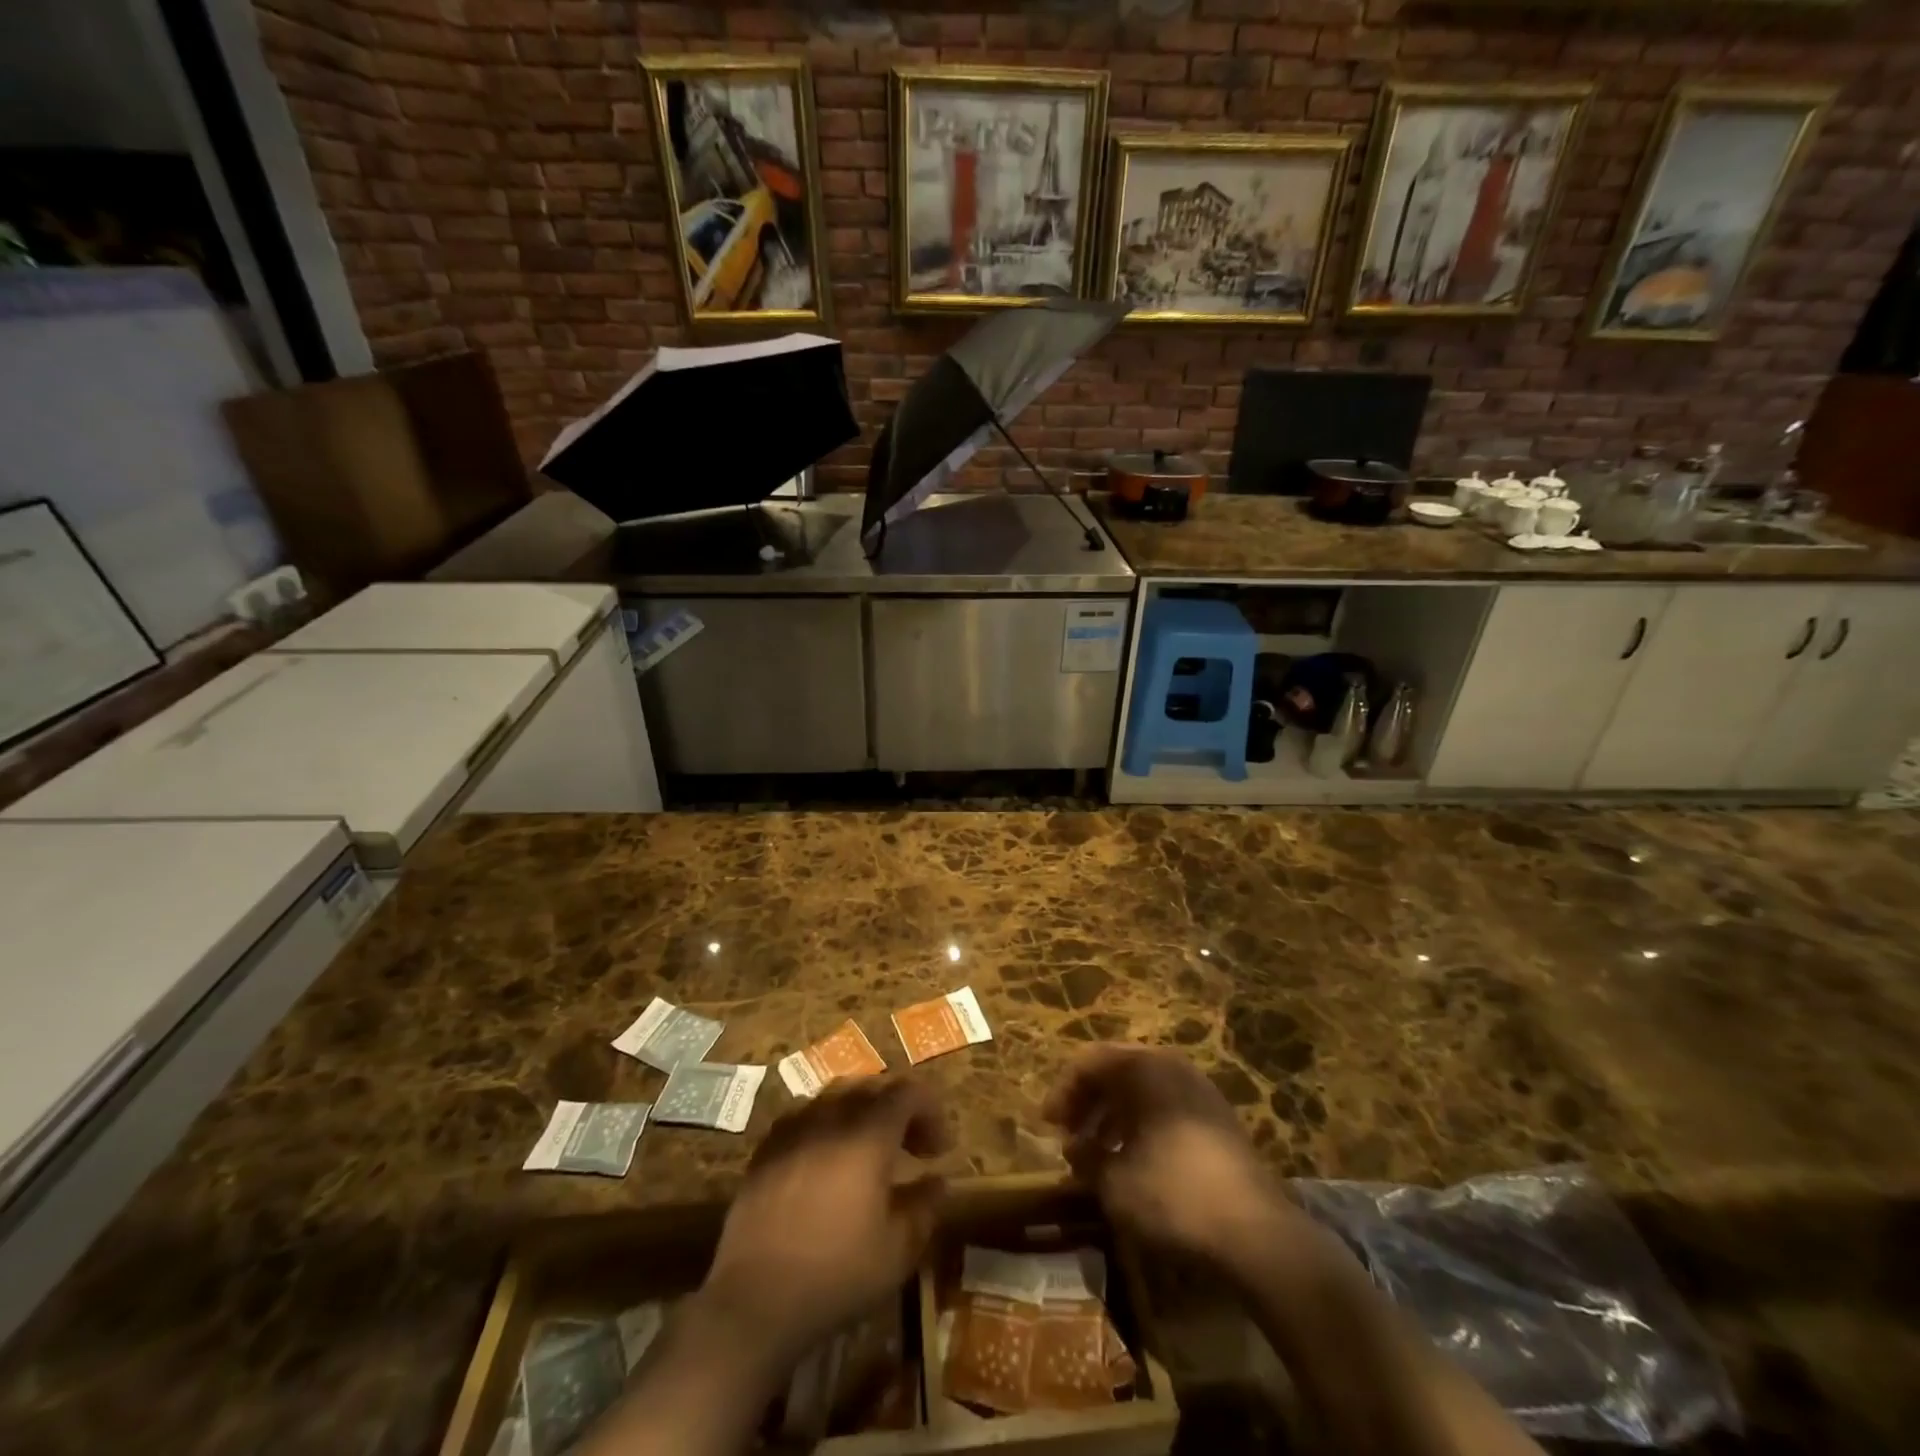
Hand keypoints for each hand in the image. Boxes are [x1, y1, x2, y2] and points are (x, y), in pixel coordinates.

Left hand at [702, 1076, 948, 1362]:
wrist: (754, 1301)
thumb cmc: (836, 1274)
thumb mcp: (897, 1250)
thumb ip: (924, 1208)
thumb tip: (937, 1181)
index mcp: (868, 1134)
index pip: (908, 1092)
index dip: (931, 1111)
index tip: (940, 1148)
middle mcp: (830, 1117)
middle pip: (871, 1086)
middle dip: (898, 1108)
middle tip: (911, 1146)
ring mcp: (793, 1129)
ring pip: (835, 1096)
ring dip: (861, 1112)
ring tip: (870, 1148)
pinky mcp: (766, 1149)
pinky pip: (804, 1116)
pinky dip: (826, 1125)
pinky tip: (827, 1159)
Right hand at [1044, 1046, 1310, 1278]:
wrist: (1256, 1233)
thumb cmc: (1174, 1195)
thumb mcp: (1115, 1183)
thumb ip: (1087, 1159)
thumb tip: (1075, 1149)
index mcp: (1144, 1067)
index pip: (1090, 1062)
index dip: (1063, 1092)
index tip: (1047, 1125)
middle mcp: (1172, 1066)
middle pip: (1117, 1070)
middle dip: (1088, 1102)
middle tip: (1068, 1135)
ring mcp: (1200, 1090)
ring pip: (1143, 1089)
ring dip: (1113, 1115)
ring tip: (1097, 1154)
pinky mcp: (1218, 1118)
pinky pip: (1166, 1106)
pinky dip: (1142, 1125)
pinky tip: (1134, 1161)